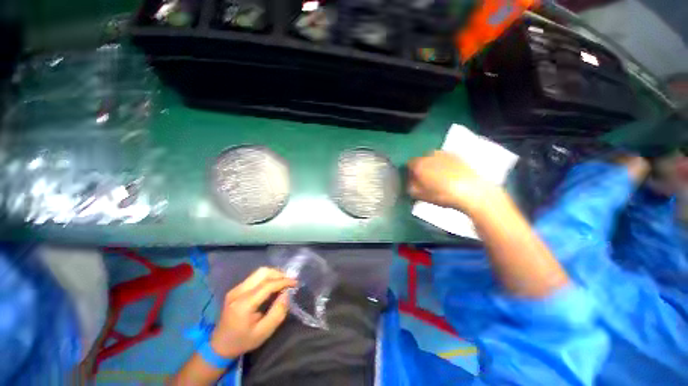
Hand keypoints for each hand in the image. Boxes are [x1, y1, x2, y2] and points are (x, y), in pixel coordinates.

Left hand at [210, 267, 296, 357]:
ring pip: (259, 272)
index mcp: (244, 304)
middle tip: (289, 281)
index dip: (283, 281)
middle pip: (262, 272)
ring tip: (283, 282)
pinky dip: (267, 277)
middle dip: (279, 274)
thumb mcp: (264, 332)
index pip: (267, 285)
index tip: (296, 283)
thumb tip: (287, 293)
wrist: (220, 346)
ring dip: (273, 274)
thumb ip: (278, 312)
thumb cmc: (243, 341)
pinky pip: (255, 277)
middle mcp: (238, 292)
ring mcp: (235, 289)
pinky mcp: (236, 289)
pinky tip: (272, 285)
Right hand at [407, 150, 498, 213]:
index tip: (413, 181)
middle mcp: (429, 155)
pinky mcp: (457, 156)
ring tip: (438, 177)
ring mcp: (444, 154)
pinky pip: (444, 158)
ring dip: (432, 165)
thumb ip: (411, 188)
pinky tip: (449, 174)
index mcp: (419, 165)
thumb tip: (410, 183)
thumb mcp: (421, 196)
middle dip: (421, 167)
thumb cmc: (442, 195)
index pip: (409, 164)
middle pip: (421, 159)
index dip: (410, 173)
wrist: (471, 191)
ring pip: (433, 158)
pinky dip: (443, 164)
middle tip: (425, 179)